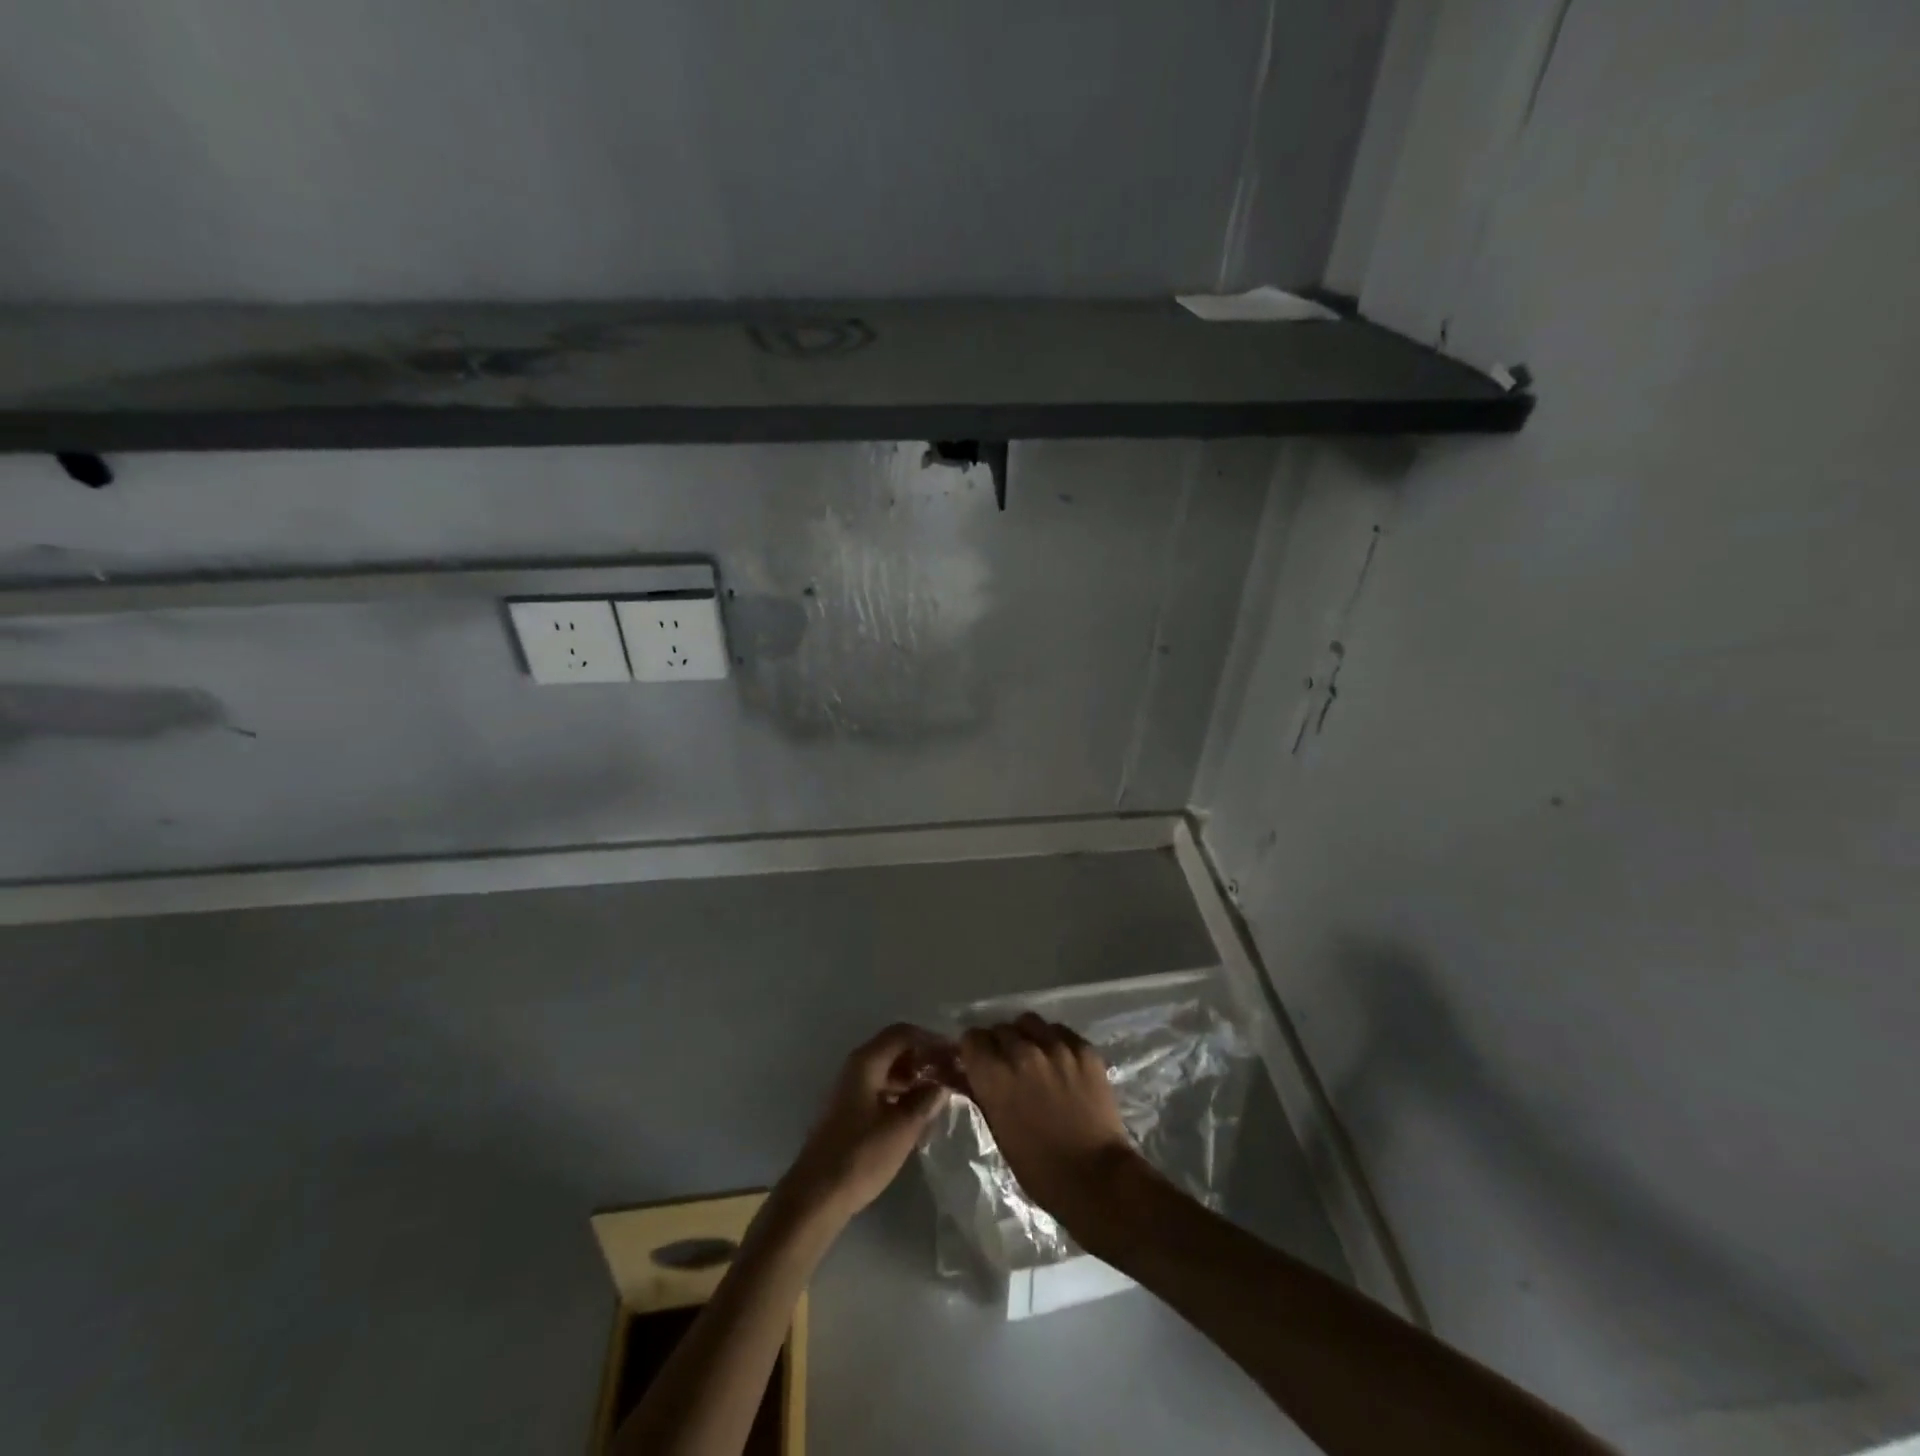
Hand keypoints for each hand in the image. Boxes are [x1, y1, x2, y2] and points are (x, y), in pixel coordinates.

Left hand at [782, 1024, 950, 1222]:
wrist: (816, 1197)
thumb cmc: (860, 1156)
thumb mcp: (902, 1128)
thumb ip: (926, 1100)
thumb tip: (942, 1084)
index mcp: (866, 1062)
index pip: (903, 1033)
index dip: (931, 1040)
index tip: (955, 1054)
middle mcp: (856, 1067)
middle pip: (895, 1049)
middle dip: (924, 1057)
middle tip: (951, 1074)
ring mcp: (850, 1089)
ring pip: (888, 1070)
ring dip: (914, 1076)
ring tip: (940, 1094)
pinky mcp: (849, 1111)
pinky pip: (881, 1088)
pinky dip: (901, 1092)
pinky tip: (918, 1112)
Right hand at [957, 1013, 1146, 1233]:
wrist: (1096, 1177)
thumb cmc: (1038, 1168)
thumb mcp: (998, 1130)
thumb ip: (982, 1092)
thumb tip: (967, 1073)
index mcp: (994, 1074)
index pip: (972, 1038)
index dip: (974, 1049)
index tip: (979, 1061)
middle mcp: (1022, 1051)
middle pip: (1000, 1028)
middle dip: (999, 1044)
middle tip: (1008, 1064)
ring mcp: (1056, 1046)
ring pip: (1030, 1022)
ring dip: (1026, 1036)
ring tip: (1035, 1056)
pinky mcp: (1084, 1049)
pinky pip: (1060, 1031)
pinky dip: (1054, 1041)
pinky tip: (1060, 1061)